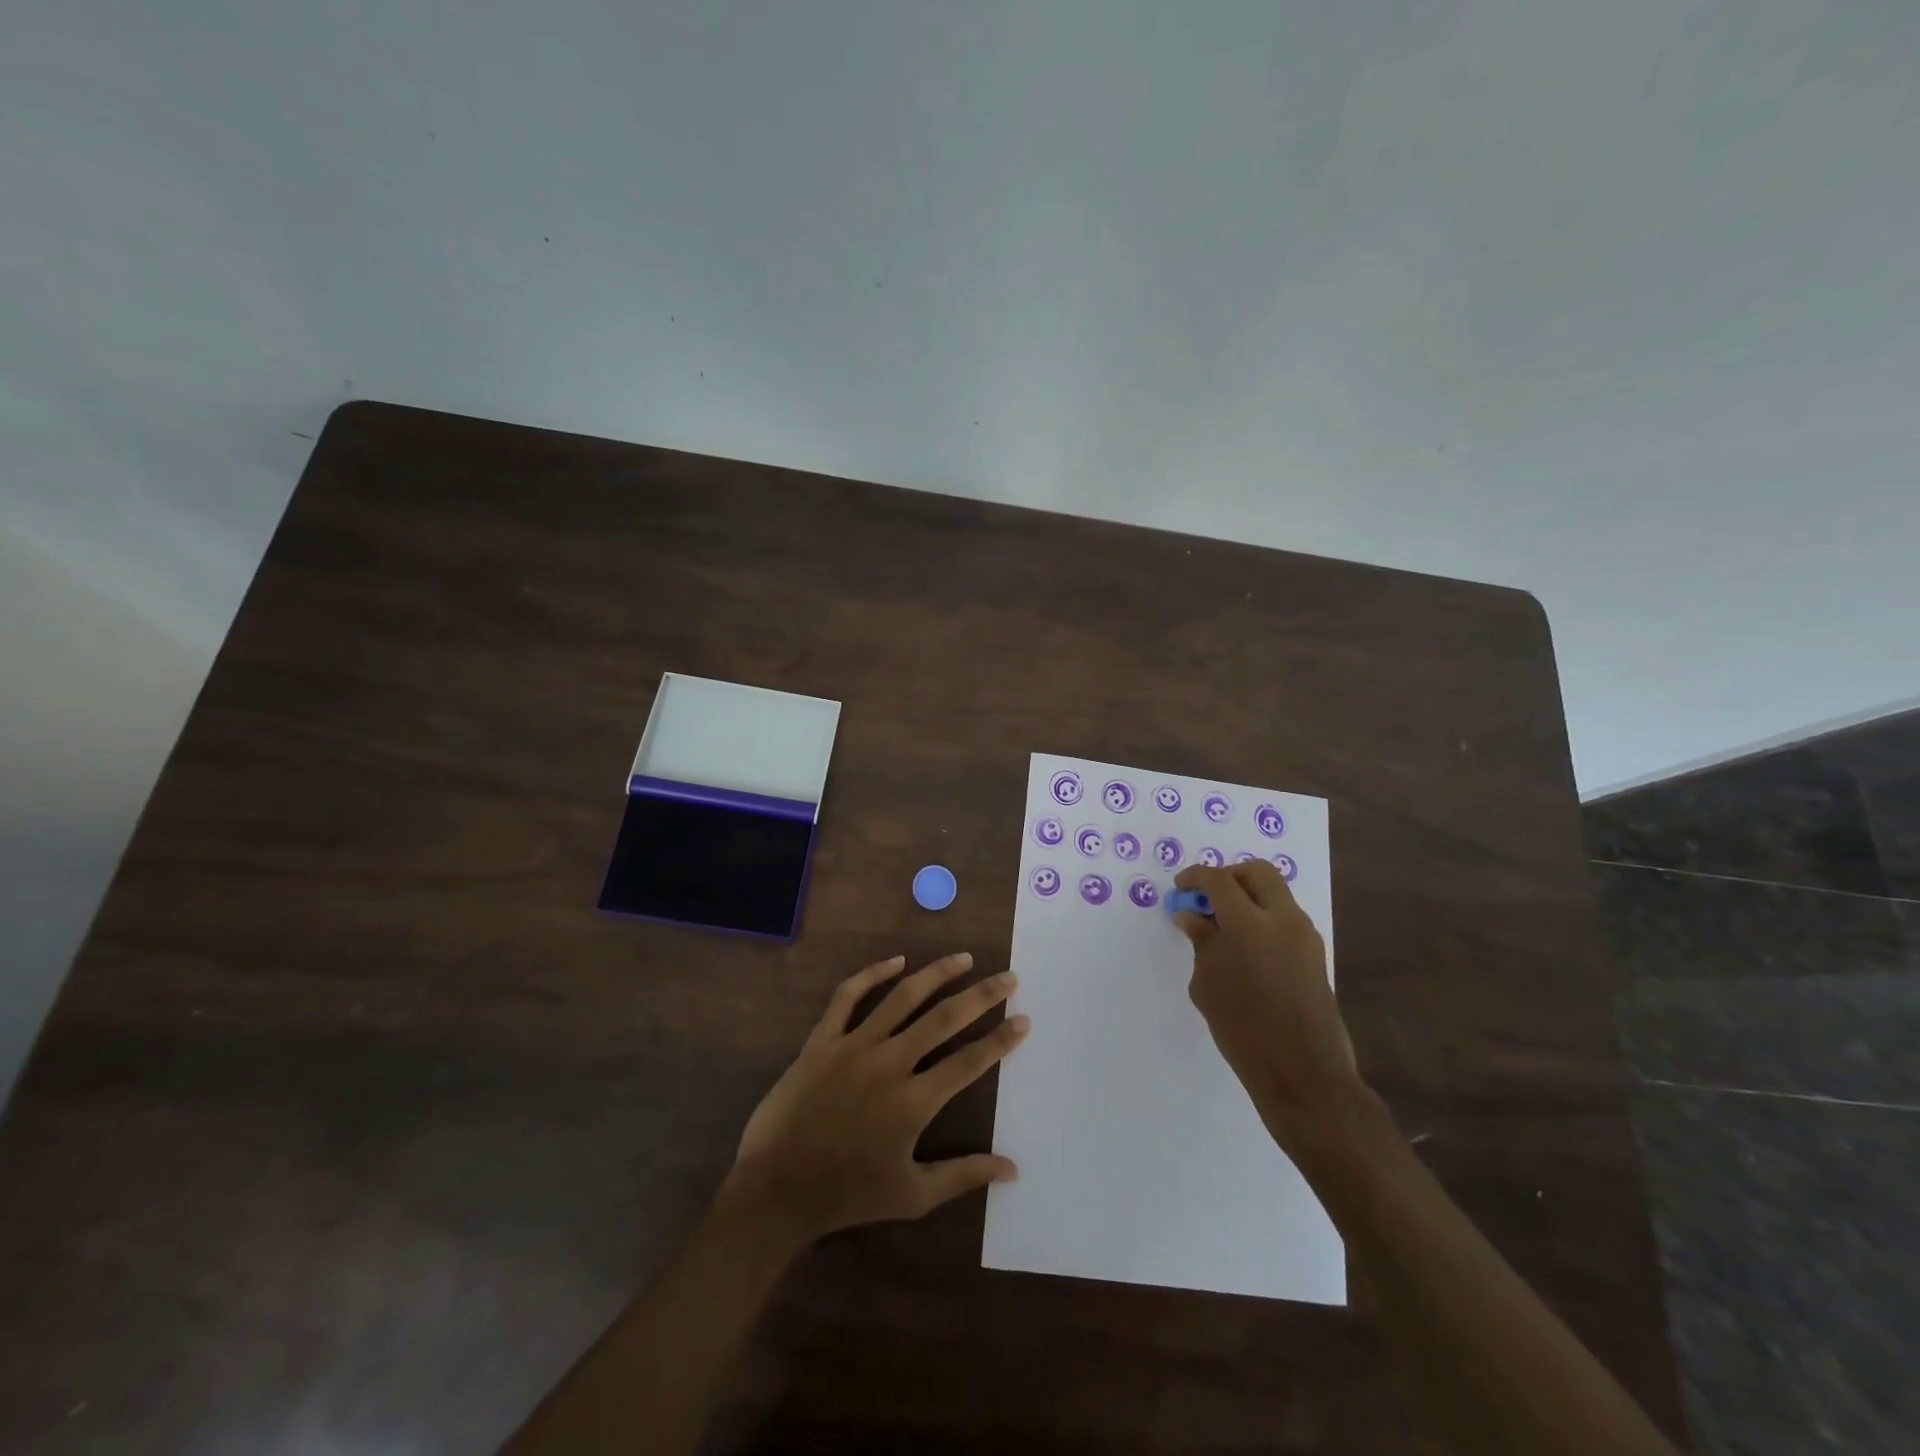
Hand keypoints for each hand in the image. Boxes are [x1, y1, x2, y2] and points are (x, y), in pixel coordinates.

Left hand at [720, 953, 1027, 1247]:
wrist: (776, 1188)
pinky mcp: (822, 1040)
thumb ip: (963, 1176)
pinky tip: (896, 961)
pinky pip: (848, 997)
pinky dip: (872, 974)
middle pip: (944, 1018)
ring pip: (902, 997)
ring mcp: (853, 1046)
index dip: (1000, 1039)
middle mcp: (889, 1063)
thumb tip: (1012, 1169)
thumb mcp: (912, 1196)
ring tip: (962, 958)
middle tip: (1007, 976)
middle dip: (981, 995)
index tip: (1023, 1018)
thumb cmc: (847, 1195)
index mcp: (913, 1101)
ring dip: (936, 974)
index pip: (969, 1061)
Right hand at [1171, 861, 1360, 1148]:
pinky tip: (1244, 944)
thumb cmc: (1243, 1029)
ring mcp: (1305, 935)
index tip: (1180, 888)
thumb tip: (1192, 916)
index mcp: (1250, 923)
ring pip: (1276, 892)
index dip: (1195, 878)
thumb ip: (1201, 941)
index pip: (1219, 880)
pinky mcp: (1315, 953)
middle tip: (1206, 896)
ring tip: (1222, 923)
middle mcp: (1283, 919)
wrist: (1303, 1072)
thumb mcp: (1208, 983)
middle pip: (1257, 872)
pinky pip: (1285, 916)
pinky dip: (1263, 916)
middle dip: (1228, 876)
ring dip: (1248, 896)